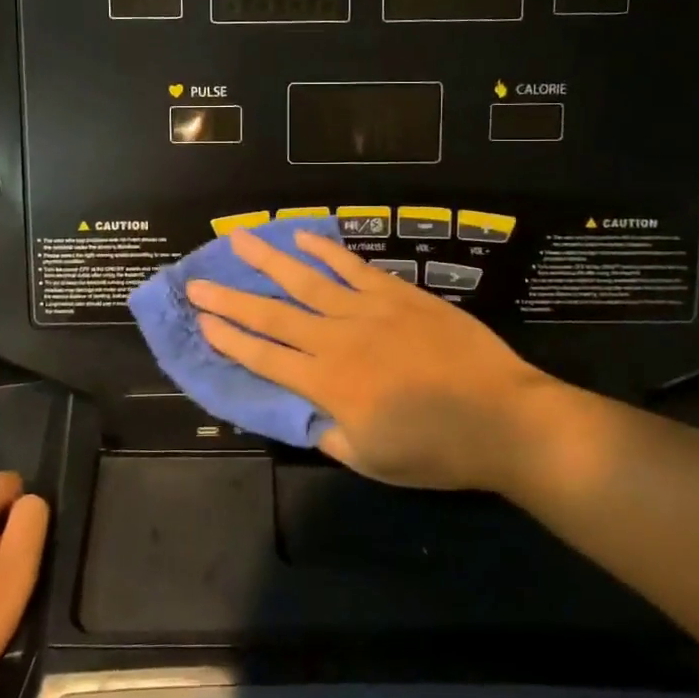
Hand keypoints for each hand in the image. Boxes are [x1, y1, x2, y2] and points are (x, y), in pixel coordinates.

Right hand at [186, 230, 569, 491]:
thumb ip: (327, 433)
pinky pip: (353, 267)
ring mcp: (367, 311)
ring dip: (268, 261)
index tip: (201, 321)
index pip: (265, 358)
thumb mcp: (371, 461)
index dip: (229, 340)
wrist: (502, 417)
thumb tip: (297, 411)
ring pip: (306, 280)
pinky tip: (302, 236)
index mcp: (328, 385)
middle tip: (196, 282)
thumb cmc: (436, 450)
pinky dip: (325, 250)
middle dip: (231, 299)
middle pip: (273, 315)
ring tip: (239, 239)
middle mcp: (337, 340)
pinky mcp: (397, 294)